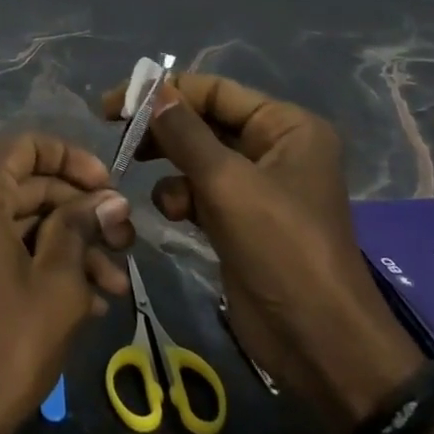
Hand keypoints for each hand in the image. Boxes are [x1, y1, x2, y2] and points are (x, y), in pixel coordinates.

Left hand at [0, 133, 134, 433]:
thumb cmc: (6, 343)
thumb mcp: (58, 283)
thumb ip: (82, 227)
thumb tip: (111, 200)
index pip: (27, 145)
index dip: (73, 159)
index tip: (109, 188)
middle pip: (27, 183)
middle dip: (80, 211)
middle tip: (125, 241)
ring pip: (20, 219)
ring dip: (69, 244)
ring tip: (116, 284)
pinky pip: (3, 244)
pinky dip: (41, 260)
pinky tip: (89, 297)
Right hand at [101, 73, 420, 433]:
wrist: (317, 343)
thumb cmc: (280, 248)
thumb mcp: (227, 183)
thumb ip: (184, 133)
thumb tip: (152, 90)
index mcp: (286, 127)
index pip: (215, 91)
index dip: (165, 91)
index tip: (115, 103)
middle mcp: (274, 147)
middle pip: (203, 121)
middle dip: (162, 129)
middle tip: (117, 134)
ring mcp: (257, 185)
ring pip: (196, 156)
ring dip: (168, 164)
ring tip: (137, 170)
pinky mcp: (240, 218)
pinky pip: (200, 189)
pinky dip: (181, 195)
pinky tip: (174, 214)